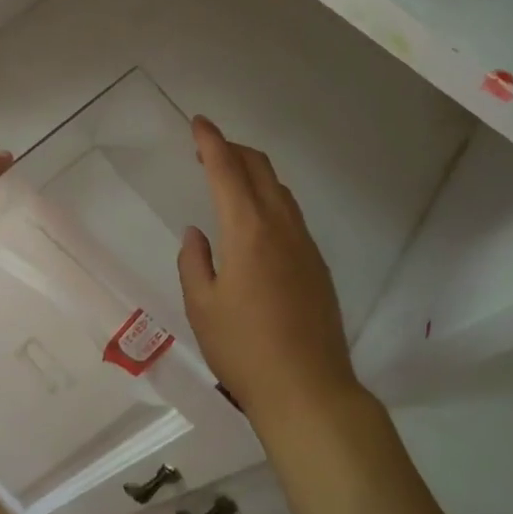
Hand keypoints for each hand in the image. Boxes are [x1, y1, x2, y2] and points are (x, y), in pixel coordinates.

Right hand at [177, 118, 362, 429]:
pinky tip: (256, 221)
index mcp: (248, 231)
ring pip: (280, 190)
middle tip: (207, 149)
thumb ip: (194, 262)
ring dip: (254, 173)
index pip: (227, 170)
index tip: (198, 122)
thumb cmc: (244, 349)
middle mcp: (281, 227)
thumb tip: (197, 233)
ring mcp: (305, 245)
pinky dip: (269, 198)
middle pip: (260, 169)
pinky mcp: (318, 265)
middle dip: (233, 149)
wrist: (309, 390)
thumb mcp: (202, 306)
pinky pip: (291, 214)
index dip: (211, 141)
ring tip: (229, 180)